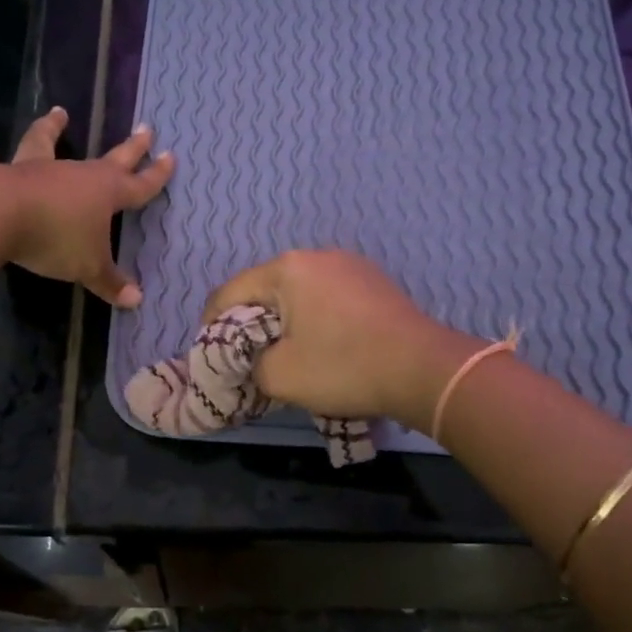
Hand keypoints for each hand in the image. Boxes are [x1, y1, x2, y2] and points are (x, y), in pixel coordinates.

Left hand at [0, 104, 174, 306]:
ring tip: (58, 111)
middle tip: (145, 129)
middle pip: (110, 158)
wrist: (3, 218)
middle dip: (131, 147)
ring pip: (44, 142)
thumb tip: (136, 300)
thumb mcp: (89, 268)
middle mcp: (74, 173)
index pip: (140, 185)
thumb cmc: (56, 239)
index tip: (171, 157)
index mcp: (105, 193)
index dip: (157, 175)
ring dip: (51, 127)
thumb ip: (111, 283)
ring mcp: (34, 167)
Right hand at [202, 249, 476, 424]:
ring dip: (284, 320)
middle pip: (266, 288)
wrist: (424, 369)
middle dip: (249, 322)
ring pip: (298, 292)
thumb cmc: (344, 366)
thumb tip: (256, 362)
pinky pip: (328, 296)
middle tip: (246, 357)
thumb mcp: (280, 375)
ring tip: (285, 353)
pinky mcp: (374, 282)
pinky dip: (314, 318)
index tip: (208, 352)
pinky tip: (323, 344)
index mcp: (288, 269)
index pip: (231, 291)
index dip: (211, 323)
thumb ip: (250, 365)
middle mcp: (317, 256)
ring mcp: (351, 265)